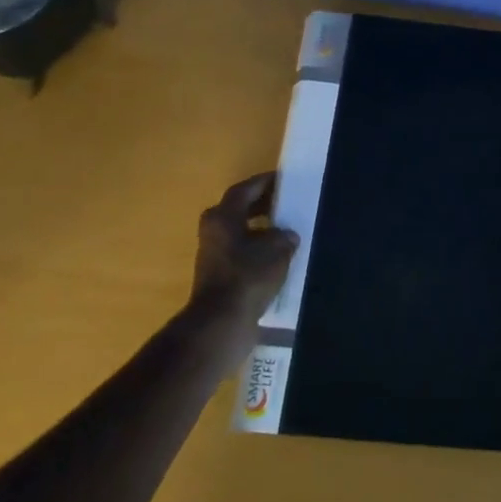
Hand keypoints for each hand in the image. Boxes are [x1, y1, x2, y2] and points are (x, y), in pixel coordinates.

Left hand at [189, 173, 298, 329]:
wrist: (221, 322)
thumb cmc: (248, 277)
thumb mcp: (276, 250)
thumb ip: (284, 236)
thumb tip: (287, 235)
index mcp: (223, 217)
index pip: (244, 189)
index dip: (264, 182)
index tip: (283, 179)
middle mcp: (213, 231)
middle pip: (239, 209)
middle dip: (263, 204)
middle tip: (287, 202)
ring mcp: (214, 254)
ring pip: (240, 232)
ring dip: (261, 229)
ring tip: (287, 230)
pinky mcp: (219, 275)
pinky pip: (241, 252)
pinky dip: (257, 250)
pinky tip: (278, 257)